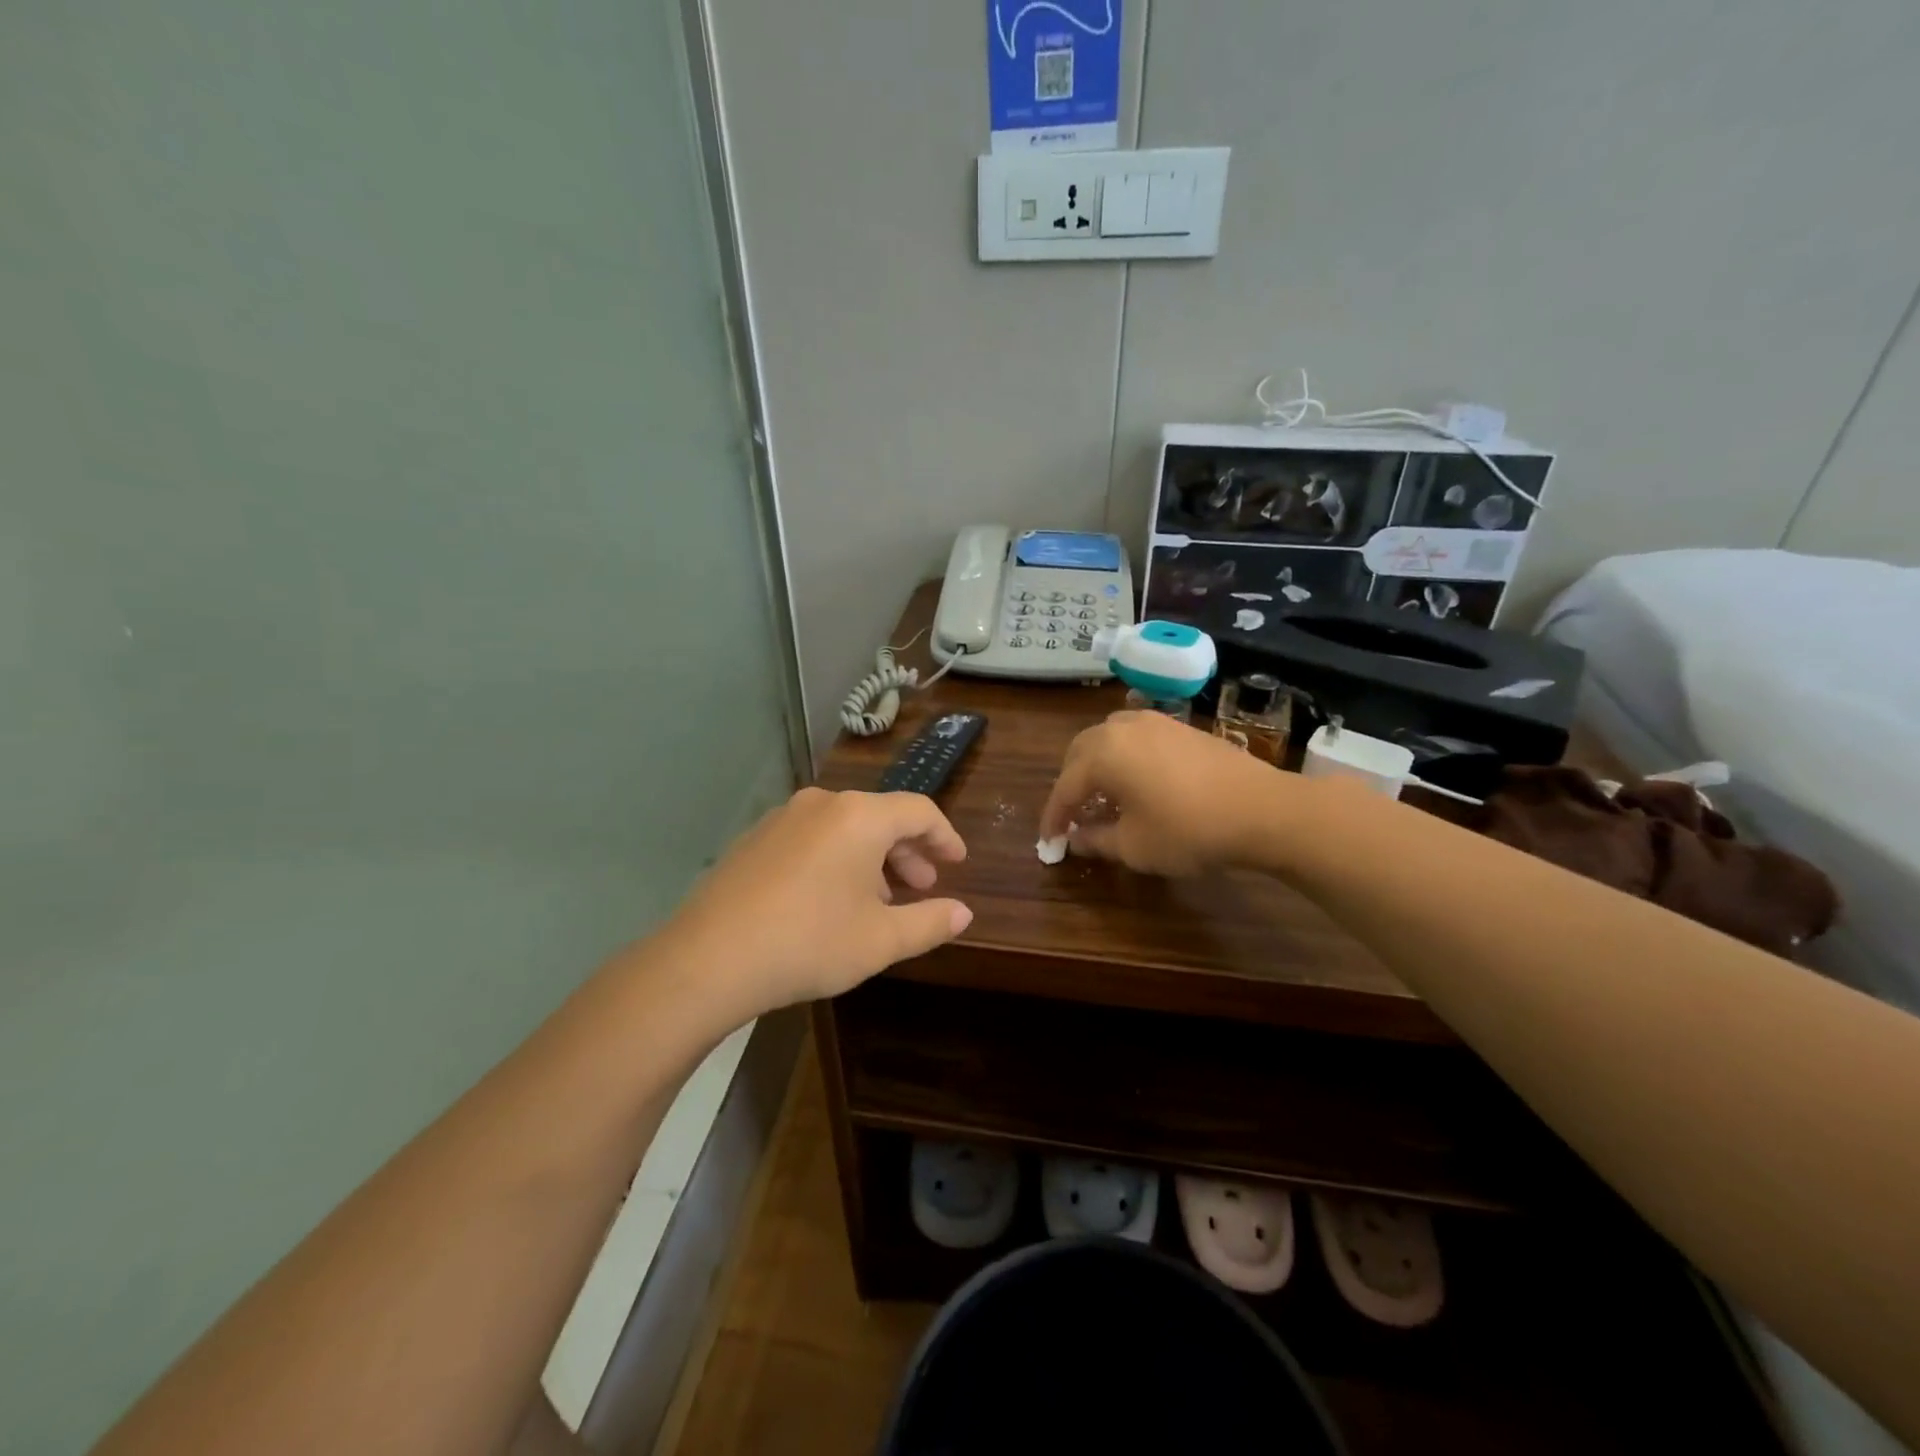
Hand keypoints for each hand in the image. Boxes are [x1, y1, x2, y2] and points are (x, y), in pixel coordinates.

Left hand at [659, 787, 971, 1016]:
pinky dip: (836, 859)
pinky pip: (813, 837)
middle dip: (908, 850)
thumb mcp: (881, 940)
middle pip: (880, 816)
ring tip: (879, 899)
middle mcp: (823, 804)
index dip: (945, 836)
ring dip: (872, 857)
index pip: (919, 811)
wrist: (708, 959)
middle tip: (922, 885)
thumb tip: (963, 912)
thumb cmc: (809, 943)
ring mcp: (783, 817)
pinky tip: (831, 899)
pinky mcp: (755, 838)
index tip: (957, 862)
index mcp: (860, 817)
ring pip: (845, 828)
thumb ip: (930, 922)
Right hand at [1040, 710, 1292, 875]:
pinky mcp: (1180, 727)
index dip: (1054, 817)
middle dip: (1071, 784)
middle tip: (1073, 815)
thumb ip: (1096, 840)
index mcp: (1103, 754)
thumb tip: (1075, 839)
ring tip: (1104, 795)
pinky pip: (1135, 736)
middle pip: (1079, 752)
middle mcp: (1122, 728)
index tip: (1049, 842)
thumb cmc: (1189, 830)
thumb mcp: (1134, 846)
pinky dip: (1124, 756)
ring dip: (1096, 765)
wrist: (1262, 809)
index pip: (1065, 787)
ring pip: (1107, 737)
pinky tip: (1138, 782)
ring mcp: (1154, 722)